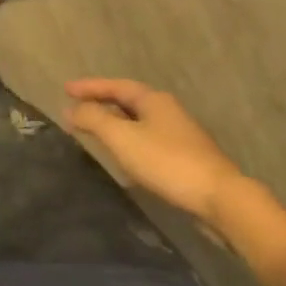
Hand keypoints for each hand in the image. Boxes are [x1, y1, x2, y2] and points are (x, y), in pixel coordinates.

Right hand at [62, 79, 246, 222]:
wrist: (220, 199)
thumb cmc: (167, 161)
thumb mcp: (122, 138)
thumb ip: (94, 120)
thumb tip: (70, 108)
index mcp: (153, 100)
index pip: (115, 86)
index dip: (89, 87)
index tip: (65, 89)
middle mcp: (167, 111)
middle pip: (128, 101)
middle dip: (101, 102)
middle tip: (76, 107)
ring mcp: (179, 134)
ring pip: (138, 121)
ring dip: (114, 122)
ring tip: (94, 129)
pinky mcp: (185, 157)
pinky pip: (147, 139)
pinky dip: (128, 140)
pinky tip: (123, 155)